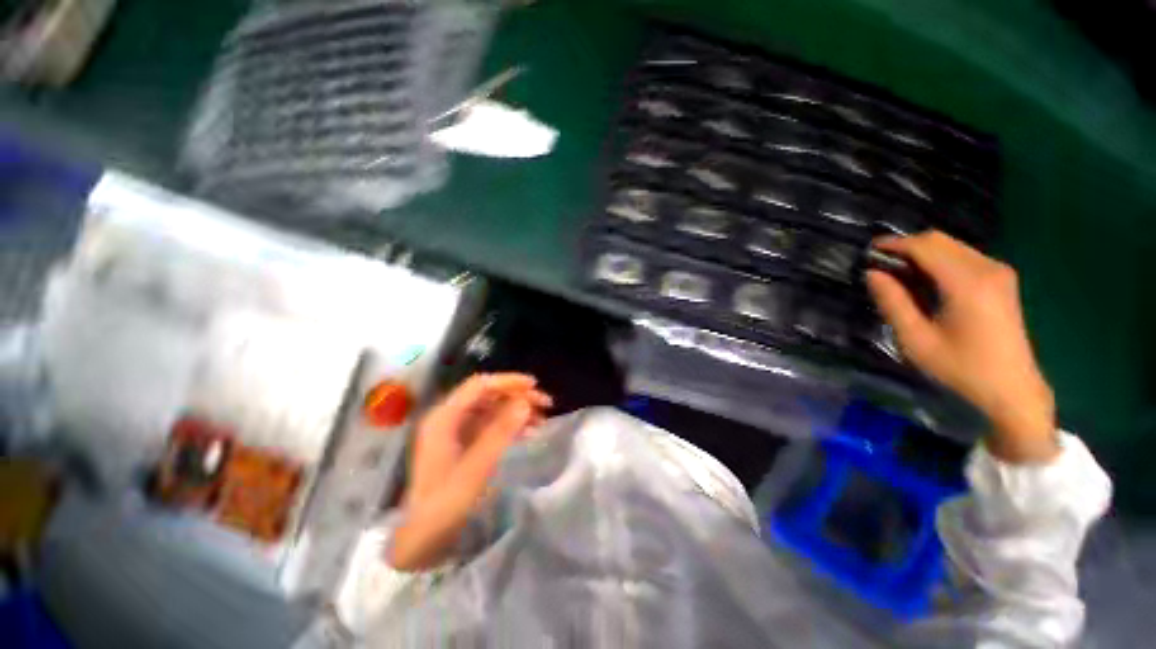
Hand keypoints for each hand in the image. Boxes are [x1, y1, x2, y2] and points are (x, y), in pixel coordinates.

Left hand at [388, 373, 550, 570]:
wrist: (422, 540)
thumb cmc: (445, 504)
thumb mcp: (476, 469)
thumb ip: (500, 432)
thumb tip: (525, 403)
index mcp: (444, 418)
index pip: (479, 386)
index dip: (507, 381)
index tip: (534, 386)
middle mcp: (449, 418)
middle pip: (487, 395)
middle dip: (516, 396)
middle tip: (544, 404)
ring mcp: (455, 431)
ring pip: (491, 409)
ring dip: (516, 410)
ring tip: (542, 418)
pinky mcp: (463, 444)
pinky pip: (490, 425)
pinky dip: (510, 425)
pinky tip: (529, 432)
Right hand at [865, 231, 1057, 462]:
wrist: (1012, 388)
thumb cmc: (961, 368)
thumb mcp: (916, 340)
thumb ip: (893, 302)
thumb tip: (873, 273)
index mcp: (967, 283)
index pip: (925, 247)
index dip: (893, 245)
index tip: (867, 252)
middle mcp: (987, 268)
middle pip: (939, 240)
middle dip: (906, 247)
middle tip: (880, 266)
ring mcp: (998, 272)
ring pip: (951, 246)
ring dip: (921, 254)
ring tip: (898, 275)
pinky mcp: (1001, 279)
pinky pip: (963, 256)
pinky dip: (938, 261)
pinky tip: (924, 282)